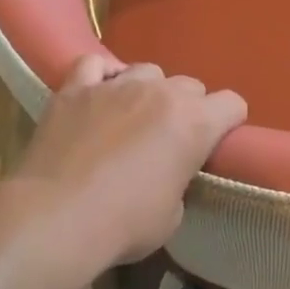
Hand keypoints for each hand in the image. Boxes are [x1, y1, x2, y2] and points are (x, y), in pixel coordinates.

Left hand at [11, 53, 247, 271]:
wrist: (56, 218)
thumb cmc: (124, 224)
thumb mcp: (172, 214)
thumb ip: (178, 180)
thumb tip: (165, 173)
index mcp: (195, 123)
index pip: (232, 104)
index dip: (228, 122)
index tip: (216, 142)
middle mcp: (161, 93)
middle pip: (190, 85)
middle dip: (187, 108)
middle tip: (170, 138)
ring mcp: (116, 85)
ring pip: (146, 70)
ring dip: (147, 90)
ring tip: (132, 116)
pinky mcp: (75, 89)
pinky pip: (94, 64)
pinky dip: (101, 76)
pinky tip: (98, 94)